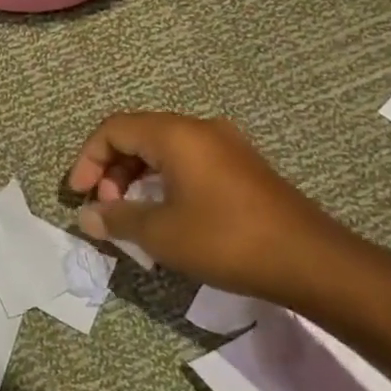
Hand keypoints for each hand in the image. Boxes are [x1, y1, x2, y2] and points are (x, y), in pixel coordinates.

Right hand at [67, 112, 363, 308]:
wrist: (311, 261)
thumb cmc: (226, 240)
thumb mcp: (161, 233)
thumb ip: (117, 219)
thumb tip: (86, 216)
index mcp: (176, 135)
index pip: (114, 129)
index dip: (88, 159)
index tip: (79, 195)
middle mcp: (200, 129)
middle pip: (138, 136)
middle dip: (112, 171)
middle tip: (107, 209)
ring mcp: (226, 146)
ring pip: (163, 150)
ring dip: (137, 178)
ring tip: (132, 217)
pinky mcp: (242, 168)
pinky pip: (188, 162)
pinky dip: (164, 182)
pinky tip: (166, 216)